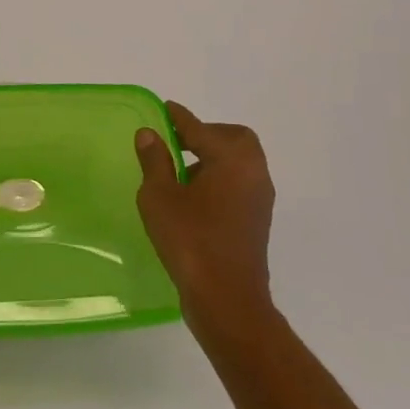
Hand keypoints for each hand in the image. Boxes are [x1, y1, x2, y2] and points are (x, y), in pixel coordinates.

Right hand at [135, 101, 276, 328]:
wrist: (227, 300)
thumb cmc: (190, 240)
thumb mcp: (160, 196)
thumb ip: (155, 161)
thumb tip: (150, 134)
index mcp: (232, 159)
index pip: (200, 128)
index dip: (179, 117)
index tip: (165, 108)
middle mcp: (253, 173)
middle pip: (234, 139)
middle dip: (207, 135)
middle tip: (177, 143)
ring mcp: (259, 199)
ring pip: (239, 162)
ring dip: (213, 158)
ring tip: (179, 171)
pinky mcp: (257, 221)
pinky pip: (239, 184)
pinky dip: (220, 178)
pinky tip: (193, 196)